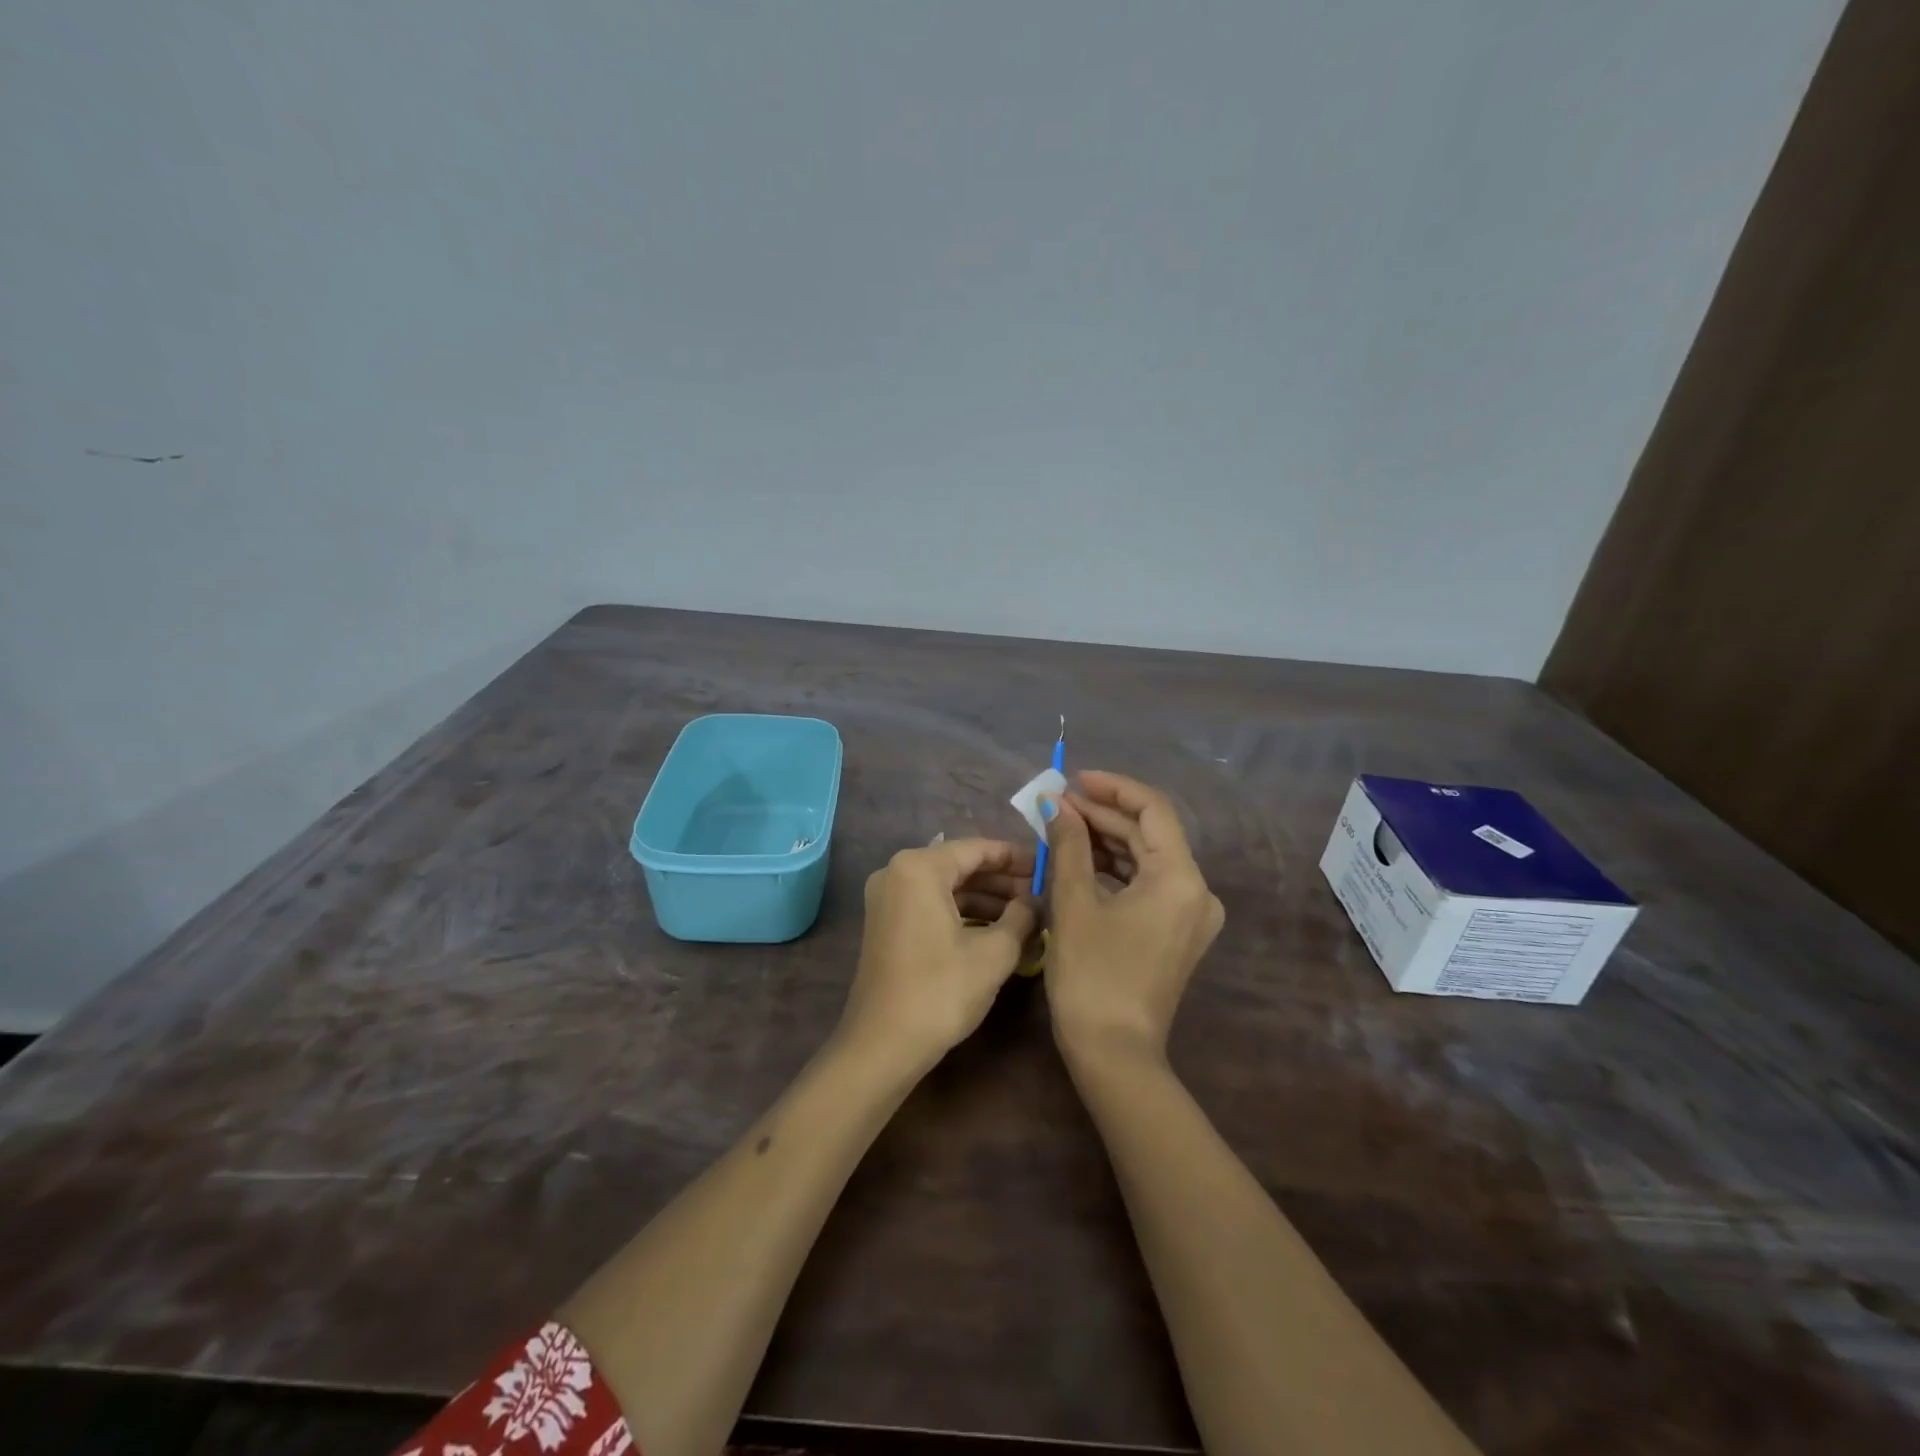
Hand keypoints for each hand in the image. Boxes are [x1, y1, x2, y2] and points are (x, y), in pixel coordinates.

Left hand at [843, 838, 1038, 1066]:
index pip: (977, 848)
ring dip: (985, 899)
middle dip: (1002, 880)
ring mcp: (887, 899)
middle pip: (960, 865)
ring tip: (1026, 914)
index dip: (1016, 857)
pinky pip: (931, 905)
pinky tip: (995, 930)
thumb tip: (1036, 900)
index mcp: (919, 868)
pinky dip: (962, 913)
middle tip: (1041, 893)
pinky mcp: (886, 924)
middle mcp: (896, 872)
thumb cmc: (941, 991)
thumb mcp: (994, 953)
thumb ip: (1021, 916)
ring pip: (946, 887)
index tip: (1047, 866)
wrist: (883, 1045)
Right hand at [1042, 771, 1224, 1064]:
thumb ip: (1068, 845)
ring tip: (1062, 826)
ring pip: (1148, 859)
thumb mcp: (1074, 903)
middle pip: (1150, 834)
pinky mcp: (1177, 932)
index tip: (1074, 779)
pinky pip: (1148, 884)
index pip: (1153, 810)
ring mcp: (1190, 915)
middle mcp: (1197, 891)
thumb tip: (1056, 804)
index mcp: (1180, 879)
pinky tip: (1081, 860)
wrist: (1114, 1054)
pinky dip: (1116, 869)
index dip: (1113, 788)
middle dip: (1104, 815)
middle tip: (1058, 804)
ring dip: (1107, 840)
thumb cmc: (1092, 975)